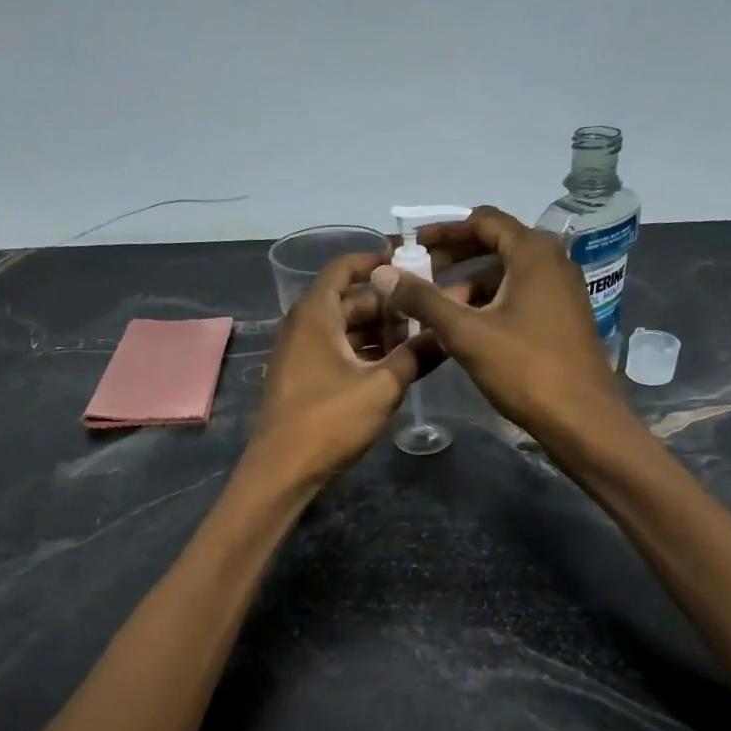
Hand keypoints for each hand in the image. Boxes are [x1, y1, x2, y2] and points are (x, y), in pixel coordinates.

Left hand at [248, 251, 440, 485]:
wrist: (281, 470)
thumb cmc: (329, 420)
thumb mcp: (382, 386)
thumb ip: (417, 355)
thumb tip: (449, 334)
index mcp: (316, 314)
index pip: (344, 268)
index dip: (375, 261)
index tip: (410, 262)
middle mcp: (303, 325)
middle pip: (349, 300)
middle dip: (388, 303)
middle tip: (428, 306)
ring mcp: (300, 352)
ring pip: (344, 328)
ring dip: (378, 330)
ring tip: (420, 336)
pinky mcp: (302, 377)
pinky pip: (336, 350)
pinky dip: (363, 350)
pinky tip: (394, 364)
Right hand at [370, 206, 632, 453]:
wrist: (583, 421)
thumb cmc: (525, 370)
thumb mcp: (466, 333)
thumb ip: (423, 300)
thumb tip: (381, 273)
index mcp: (533, 253)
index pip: (482, 221)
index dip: (443, 231)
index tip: (411, 245)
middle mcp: (553, 262)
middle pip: (494, 245)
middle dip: (453, 259)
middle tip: (416, 276)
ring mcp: (562, 291)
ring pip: (506, 275)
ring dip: (469, 286)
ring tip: (434, 310)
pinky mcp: (563, 318)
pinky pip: (520, 297)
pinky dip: (489, 303)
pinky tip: (464, 330)